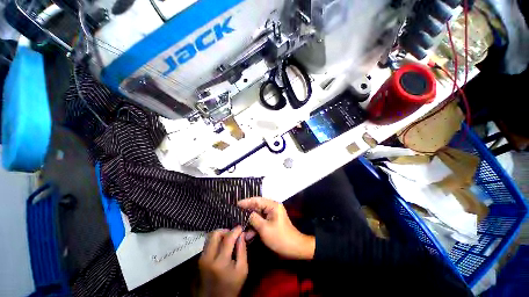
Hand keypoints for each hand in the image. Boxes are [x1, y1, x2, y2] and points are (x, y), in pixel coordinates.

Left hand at [198, 227, 247, 296]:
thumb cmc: (231, 286)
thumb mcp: (242, 270)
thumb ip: (242, 250)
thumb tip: (241, 234)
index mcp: (220, 262)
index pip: (228, 238)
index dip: (236, 230)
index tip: (241, 228)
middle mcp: (208, 257)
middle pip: (215, 234)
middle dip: (226, 231)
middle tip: (233, 235)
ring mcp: (202, 258)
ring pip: (210, 237)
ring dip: (221, 235)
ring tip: (228, 240)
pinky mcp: (200, 260)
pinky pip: (208, 243)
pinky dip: (216, 241)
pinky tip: (222, 246)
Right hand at [238, 197, 314, 259]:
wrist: (294, 248)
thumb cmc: (279, 237)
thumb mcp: (264, 228)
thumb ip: (254, 219)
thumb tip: (248, 214)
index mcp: (272, 205)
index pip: (257, 200)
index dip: (246, 201)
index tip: (237, 204)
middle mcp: (272, 207)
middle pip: (257, 207)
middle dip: (248, 213)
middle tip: (237, 215)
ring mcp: (272, 215)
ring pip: (258, 215)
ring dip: (251, 222)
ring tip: (242, 228)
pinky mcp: (272, 221)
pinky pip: (262, 221)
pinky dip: (256, 227)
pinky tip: (249, 235)